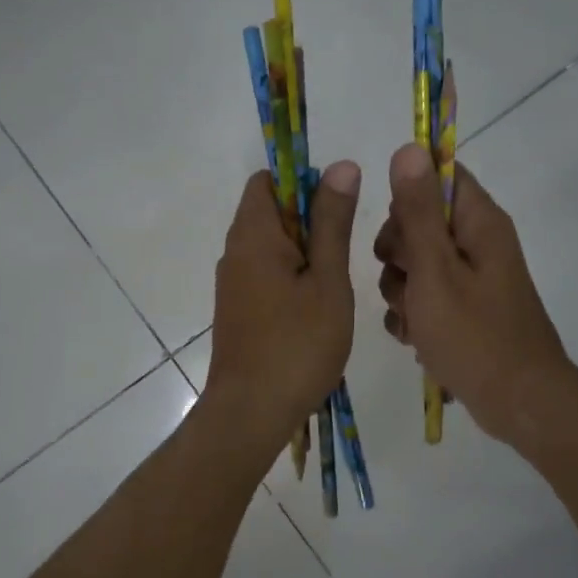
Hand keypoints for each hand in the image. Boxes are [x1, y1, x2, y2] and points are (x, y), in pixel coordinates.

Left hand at [203, 162, 360, 445]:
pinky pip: (266, 273)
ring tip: (336, 282)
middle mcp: (235, 251)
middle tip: (344, 252)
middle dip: (310, 220)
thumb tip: (341, 165)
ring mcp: (233, 282)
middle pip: (271, 212)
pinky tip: (317, 306)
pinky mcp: (238, 308)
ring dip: (305, 252)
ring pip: (272, 246)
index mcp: (253, 235)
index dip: (303, 182)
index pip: (268, 180)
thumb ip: (333, 222)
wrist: (251, 412)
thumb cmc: (297, 344)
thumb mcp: (327, 280)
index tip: (337, 208)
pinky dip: (292, 276)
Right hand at [373, 144, 572, 444]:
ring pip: (415, 264)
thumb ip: (418, 211)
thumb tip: (409, 147)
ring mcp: (471, 279)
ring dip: (401, 290)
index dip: (408, 195)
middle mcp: (478, 243)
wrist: (518, 404)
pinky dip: (413, 315)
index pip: (440, 175)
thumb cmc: (474, 335)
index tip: (398, 231)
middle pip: (419, 221)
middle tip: (406, 281)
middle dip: (397, 253)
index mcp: (479, 223)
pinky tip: (414, 338)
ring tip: (413, 320)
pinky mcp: (464, 309)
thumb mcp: (435, 270)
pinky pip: (425, 297)